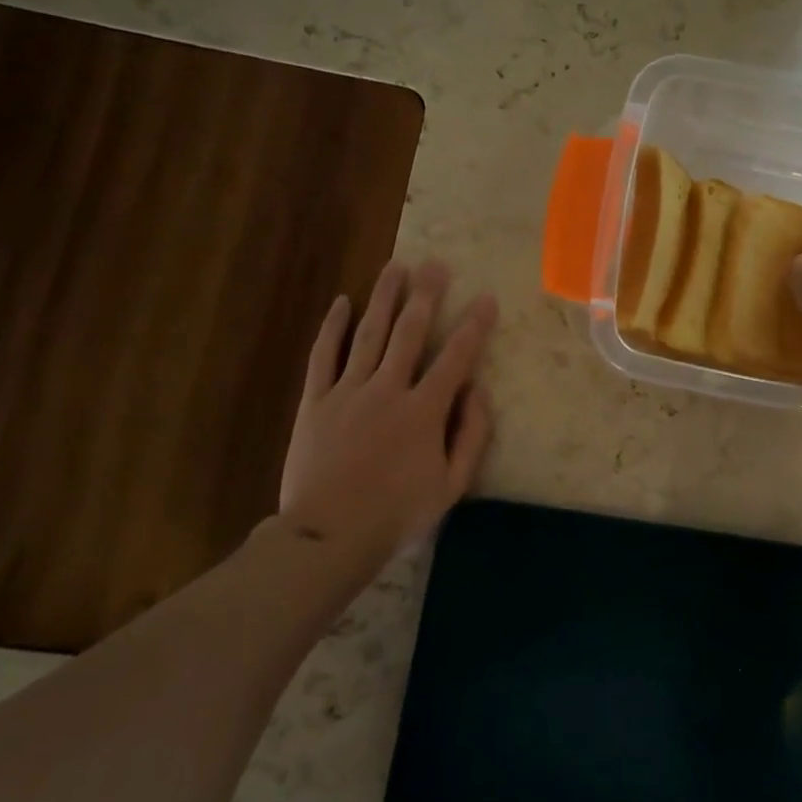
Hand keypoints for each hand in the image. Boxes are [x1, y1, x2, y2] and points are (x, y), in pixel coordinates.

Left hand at [272, 260, 496, 573]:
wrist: (329, 536)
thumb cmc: (397, 513)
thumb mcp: (452, 485)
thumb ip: (472, 435)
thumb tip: (479, 390)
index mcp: (424, 411)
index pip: (456, 357)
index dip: (474, 325)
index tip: (486, 298)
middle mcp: (388, 389)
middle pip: (410, 332)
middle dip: (427, 295)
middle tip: (436, 265)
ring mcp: (348, 392)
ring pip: (369, 334)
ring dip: (385, 297)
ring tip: (397, 266)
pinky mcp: (316, 401)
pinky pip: (324, 355)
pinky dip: (333, 327)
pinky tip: (343, 302)